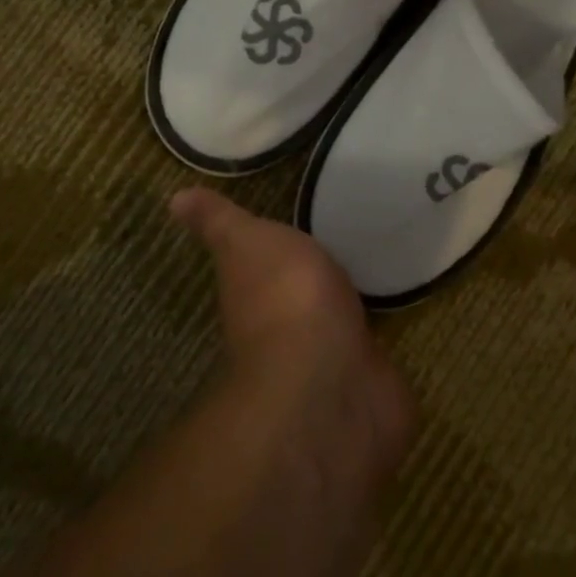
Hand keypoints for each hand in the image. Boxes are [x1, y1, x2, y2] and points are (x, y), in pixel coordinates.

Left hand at [170, 189, 415, 484]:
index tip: (291, 234)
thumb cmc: (285, 296)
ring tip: (376, 280)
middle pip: (300, 301)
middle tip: (343, 251)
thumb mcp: (244, 241)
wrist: (331, 376)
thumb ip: (219, 221)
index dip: (272, 254)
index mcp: (256, 295)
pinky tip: (400, 322)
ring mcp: (330, 359)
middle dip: (317, 282)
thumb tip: (175, 198)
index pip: (261, 271)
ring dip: (350, 313)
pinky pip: (375, 355)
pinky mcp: (370, 378)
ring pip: (337, 328)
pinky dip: (383, 344)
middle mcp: (287, 331)